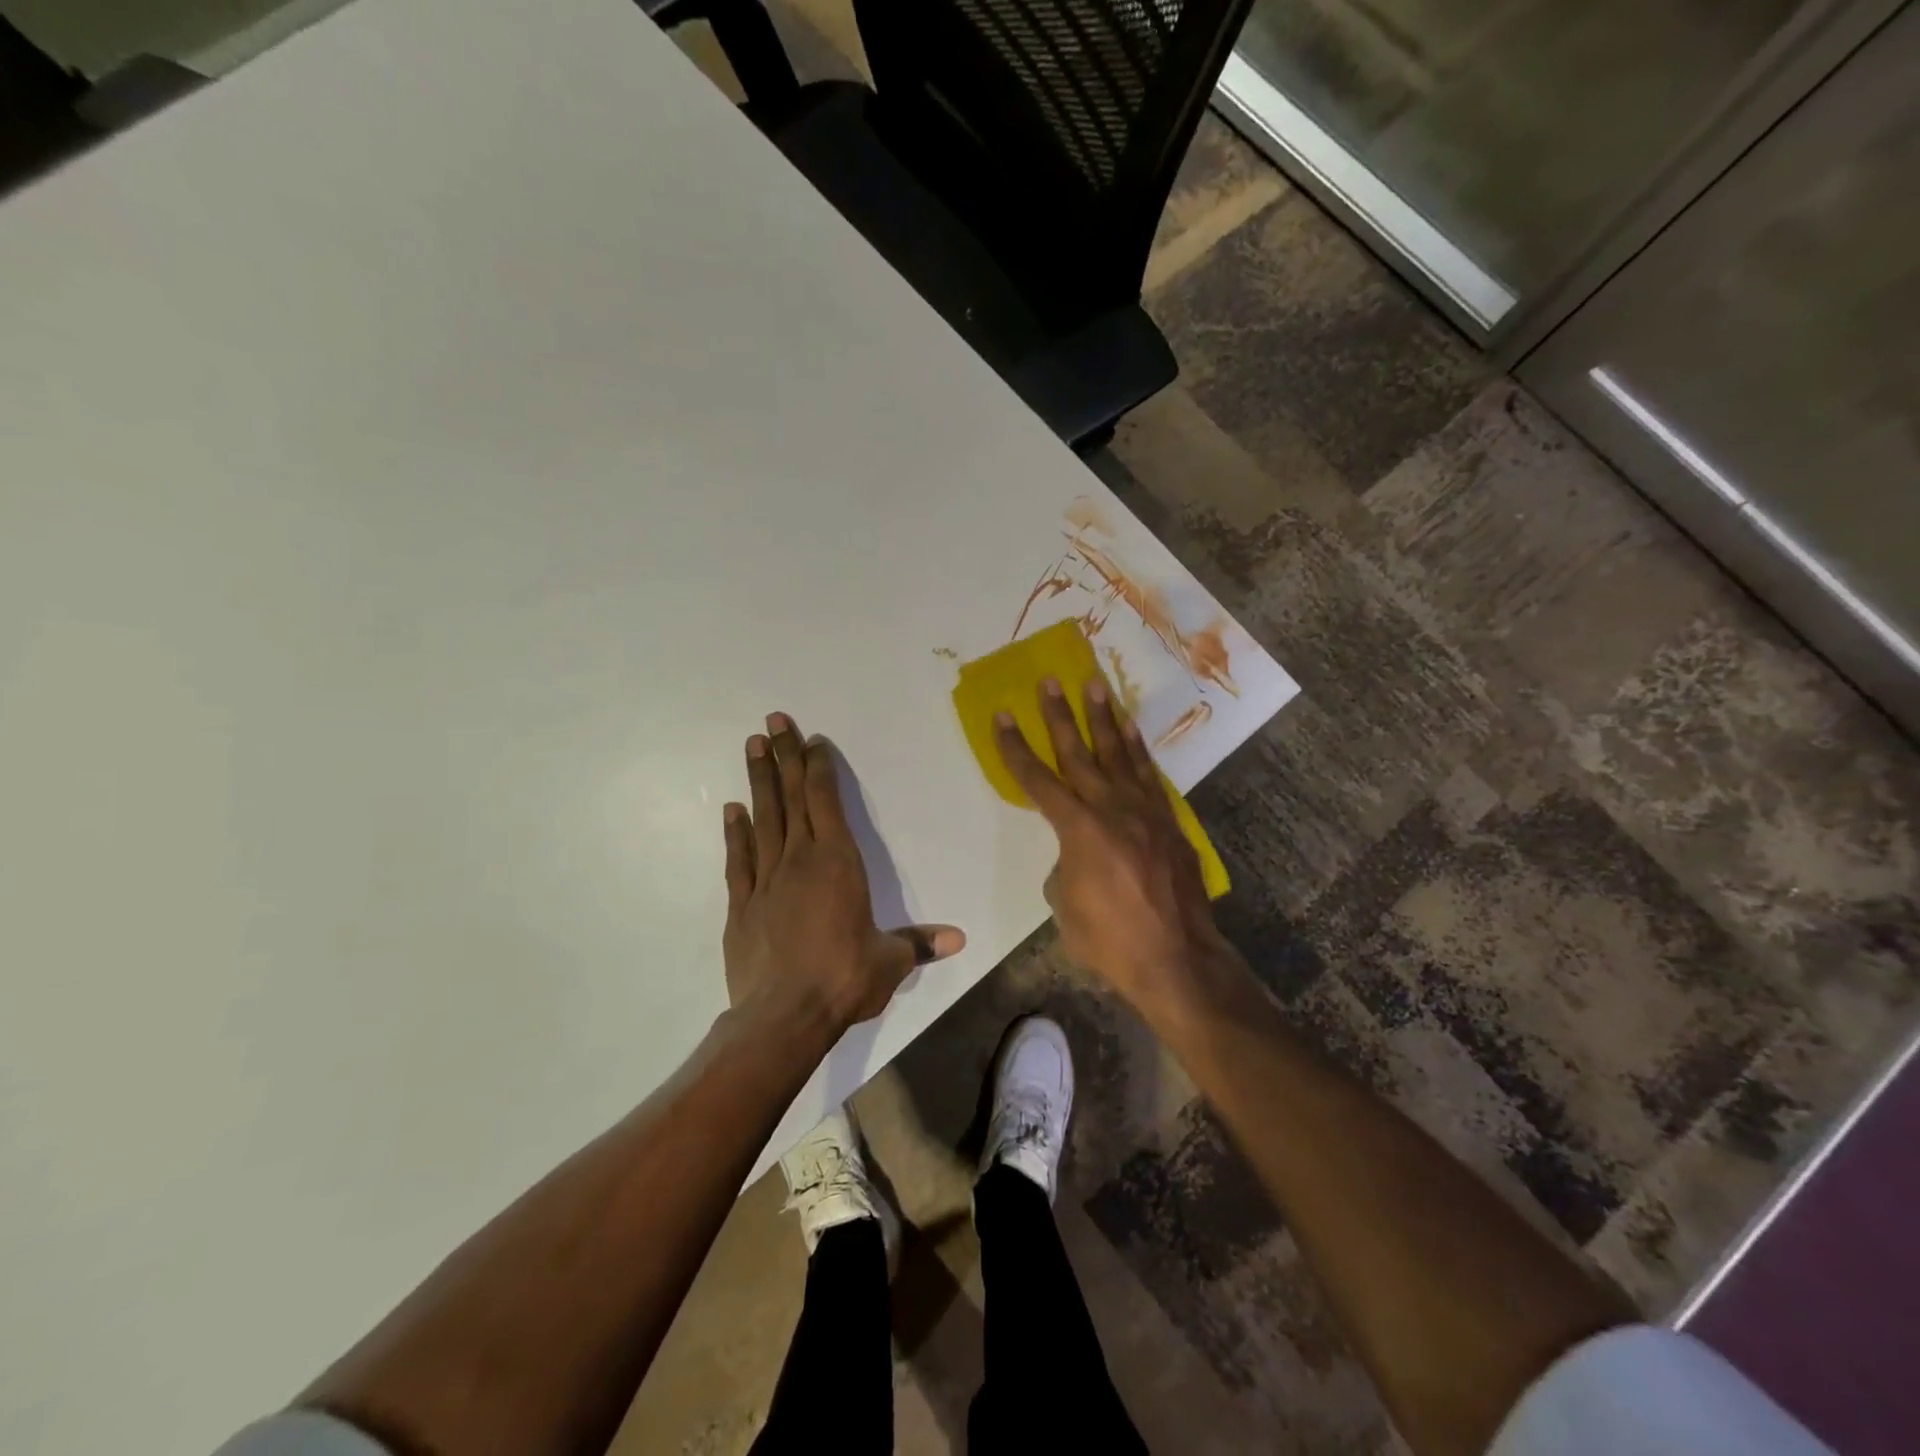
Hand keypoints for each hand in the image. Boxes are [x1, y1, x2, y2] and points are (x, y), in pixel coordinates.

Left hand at [722, 712, 964, 1036]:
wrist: (784, 1016)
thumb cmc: (844, 979)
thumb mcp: (890, 961)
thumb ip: (918, 943)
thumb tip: (958, 939)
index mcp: (838, 863)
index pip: (827, 802)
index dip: (819, 768)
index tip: (811, 740)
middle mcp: (800, 861)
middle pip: (792, 798)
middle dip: (784, 756)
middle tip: (772, 721)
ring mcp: (766, 881)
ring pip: (763, 819)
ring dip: (758, 781)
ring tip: (751, 746)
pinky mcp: (741, 906)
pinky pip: (738, 860)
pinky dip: (735, 833)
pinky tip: (732, 809)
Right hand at [994, 679, 1229, 1016]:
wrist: (1178, 960)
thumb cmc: (1111, 942)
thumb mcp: (1066, 908)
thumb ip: (1065, 868)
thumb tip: (1075, 854)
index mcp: (1079, 830)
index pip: (1037, 780)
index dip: (1015, 748)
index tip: (1002, 716)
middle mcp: (1112, 809)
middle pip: (1079, 753)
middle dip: (1059, 716)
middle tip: (1050, 680)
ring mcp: (1145, 812)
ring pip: (1119, 755)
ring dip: (1104, 719)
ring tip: (1095, 685)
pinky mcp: (1168, 823)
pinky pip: (1149, 776)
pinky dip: (1137, 750)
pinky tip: (1130, 732)